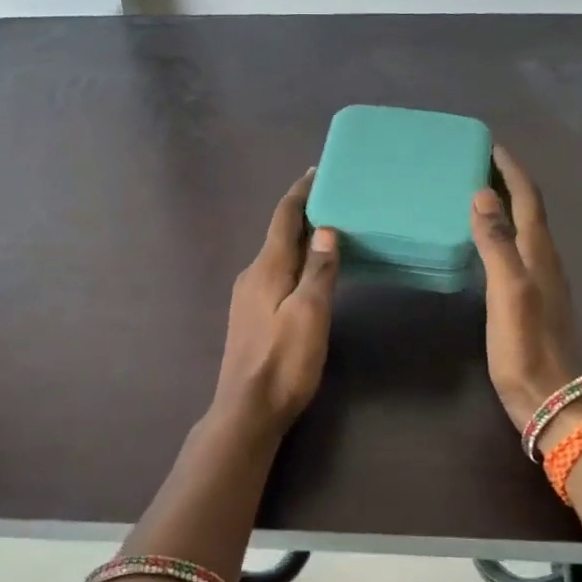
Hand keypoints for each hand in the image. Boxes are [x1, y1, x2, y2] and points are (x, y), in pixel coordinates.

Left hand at [210, 169, 340, 437]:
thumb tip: (326, 229)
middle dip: (304, 214)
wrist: (247, 410)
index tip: (316, 172)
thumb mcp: (310, 314)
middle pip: (280, 235)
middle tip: (335, 199)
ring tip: (329, 231)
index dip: (300, 193)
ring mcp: (248, 297)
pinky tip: (311, 272)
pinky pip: (277, 275)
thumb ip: (318, 271)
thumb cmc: (283, 362)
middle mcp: (252, 275)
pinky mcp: (252, 316)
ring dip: (301, 240)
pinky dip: (296, 263)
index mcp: (267, 268)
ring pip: (278, 256)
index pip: (284, 218)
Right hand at [469, 146, 581, 435]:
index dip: (511, 170)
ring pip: (525, 230)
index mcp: (540, 253)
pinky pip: (519, 251)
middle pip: (529, 210)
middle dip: (508, 182)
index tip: (490, 145)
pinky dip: (503, 234)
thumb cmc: (526, 348)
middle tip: (477, 165)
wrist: (551, 401)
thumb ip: (496, 244)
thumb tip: (482, 195)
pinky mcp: (534, 300)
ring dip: (506, 207)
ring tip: (478, 195)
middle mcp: (546, 260)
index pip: (528, 198)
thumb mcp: (508, 292)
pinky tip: (487, 244)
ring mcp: (543, 281)